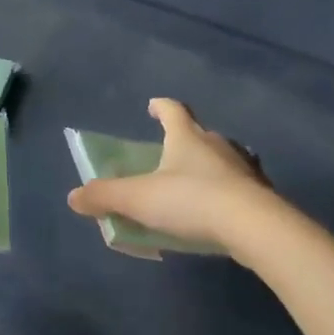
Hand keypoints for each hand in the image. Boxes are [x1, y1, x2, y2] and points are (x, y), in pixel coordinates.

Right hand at [67, 98, 270, 252]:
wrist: (254, 226)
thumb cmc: (190, 201)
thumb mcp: (138, 199)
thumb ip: (105, 196)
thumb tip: (73, 197)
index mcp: (186, 136)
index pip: (172, 110)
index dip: (160, 107)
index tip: (152, 107)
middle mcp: (217, 144)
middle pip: (198, 133)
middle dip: (183, 139)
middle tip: (167, 152)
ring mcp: (243, 167)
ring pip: (221, 158)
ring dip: (206, 166)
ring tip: (192, 183)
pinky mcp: (260, 193)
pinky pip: (237, 186)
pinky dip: (225, 192)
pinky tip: (218, 210)